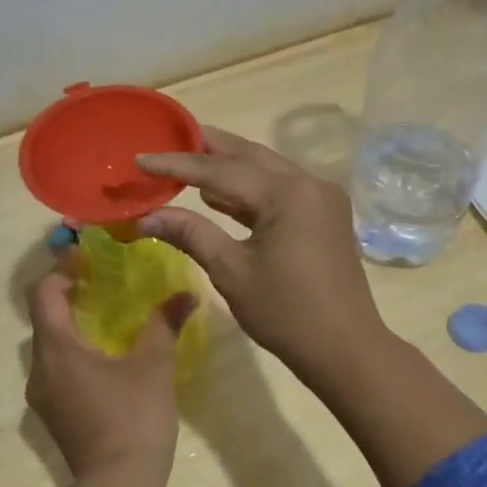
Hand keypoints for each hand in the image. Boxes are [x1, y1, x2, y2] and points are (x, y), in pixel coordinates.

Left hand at [25, 266, 196, 480]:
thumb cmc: (133, 418)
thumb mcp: (154, 365)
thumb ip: (165, 324)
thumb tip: (186, 294)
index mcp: (57, 349)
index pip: (44, 294)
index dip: (62, 269)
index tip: (87, 256)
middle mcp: (40, 369)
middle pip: (44, 318)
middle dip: (68, 295)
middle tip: (101, 280)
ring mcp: (43, 396)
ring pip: (49, 346)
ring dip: (71, 325)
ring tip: (106, 315)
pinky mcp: (55, 415)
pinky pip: (57, 368)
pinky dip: (74, 350)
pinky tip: (105, 356)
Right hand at [136, 127, 388, 383]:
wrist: (345, 349)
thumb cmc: (286, 313)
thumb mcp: (231, 271)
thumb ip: (190, 234)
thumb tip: (146, 217)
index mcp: (288, 193)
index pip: (220, 170)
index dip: (177, 164)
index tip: (141, 158)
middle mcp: (309, 183)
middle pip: (249, 156)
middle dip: (208, 147)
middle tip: (168, 137)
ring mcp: (322, 198)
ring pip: (267, 171)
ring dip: (229, 167)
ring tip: (188, 161)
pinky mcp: (325, 216)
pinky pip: (281, 191)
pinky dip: (250, 191)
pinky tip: (219, 195)